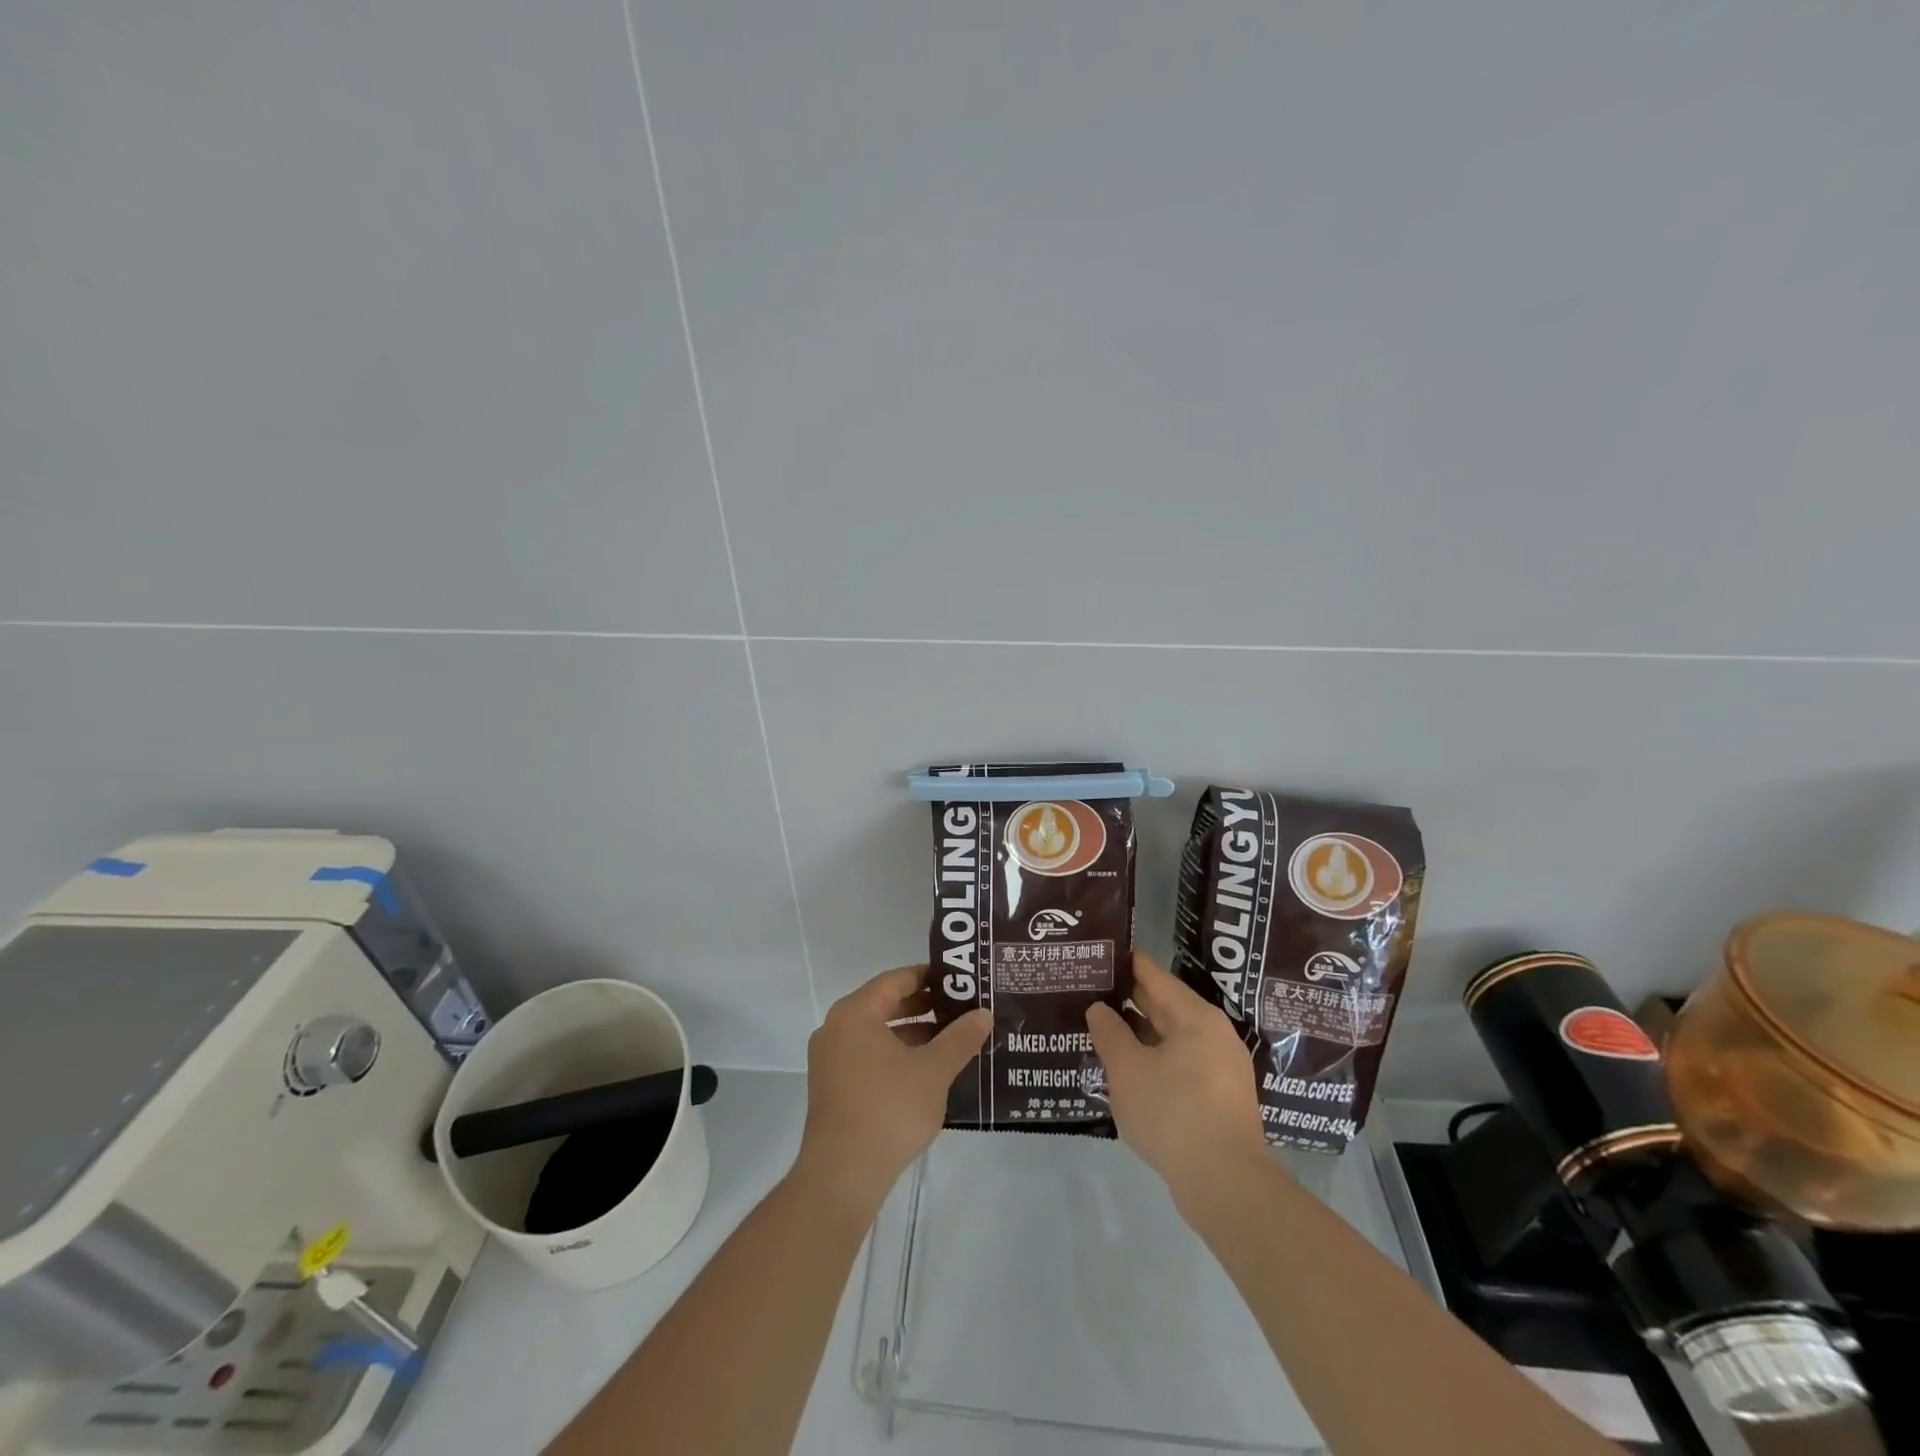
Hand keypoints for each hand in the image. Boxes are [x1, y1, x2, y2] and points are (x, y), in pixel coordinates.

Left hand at [793, 967, 990, 1217]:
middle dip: (924, 1006)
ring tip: (952, 1039)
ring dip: (913, 1033)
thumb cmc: (889, 1110)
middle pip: (884, 1004)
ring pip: (877, 1033)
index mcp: (855, 1013)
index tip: (959, 980)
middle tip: (961, 1007)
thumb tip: (983, 1013)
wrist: (843, 1175)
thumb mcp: (933, 1070)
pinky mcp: (832, 1087)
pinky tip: (927, 1070)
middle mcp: (836, 1028)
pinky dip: (896, 1055)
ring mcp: (831, 1059)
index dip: (929, 977)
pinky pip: (868, 1056)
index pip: (896, 980)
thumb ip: (960, 1038)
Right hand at [1087, 953, 1268, 1204]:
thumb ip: (1109, 1032)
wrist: (1225, 1184)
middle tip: (1090, 989)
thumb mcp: (1128, 1069)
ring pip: (1171, 1037)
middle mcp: (1213, 1034)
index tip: (1099, 953)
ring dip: (1138, 1033)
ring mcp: (1220, 1067)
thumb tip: (1099, 1008)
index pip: (1154, 975)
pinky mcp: (1219, 1097)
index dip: (1125, 963)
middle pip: (1164, 1005)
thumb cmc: (1173, 1112)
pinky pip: (1179, 1063)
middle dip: (1128, 999)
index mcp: (1195, 1016)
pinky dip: (1152, 1058)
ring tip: (1101, 1027)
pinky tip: (1126, 1068)